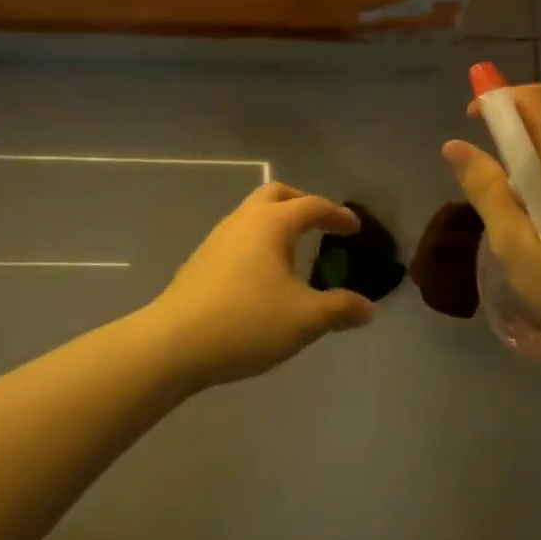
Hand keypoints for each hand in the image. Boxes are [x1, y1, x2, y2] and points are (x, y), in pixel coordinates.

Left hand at [145, 182, 375, 389]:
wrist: (172, 344)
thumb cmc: (246, 322)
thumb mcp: (304, 320)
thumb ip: (339, 310)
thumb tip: (367, 309)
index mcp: (272, 224)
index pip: (312, 206)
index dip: (337, 214)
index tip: (354, 227)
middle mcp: (243, 221)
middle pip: (276, 195)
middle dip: (302, 203)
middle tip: (321, 224)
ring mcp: (217, 239)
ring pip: (252, 214)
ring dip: (277, 222)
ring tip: (294, 251)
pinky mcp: (201, 261)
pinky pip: (238, 237)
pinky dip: (259, 241)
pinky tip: (263, 275)